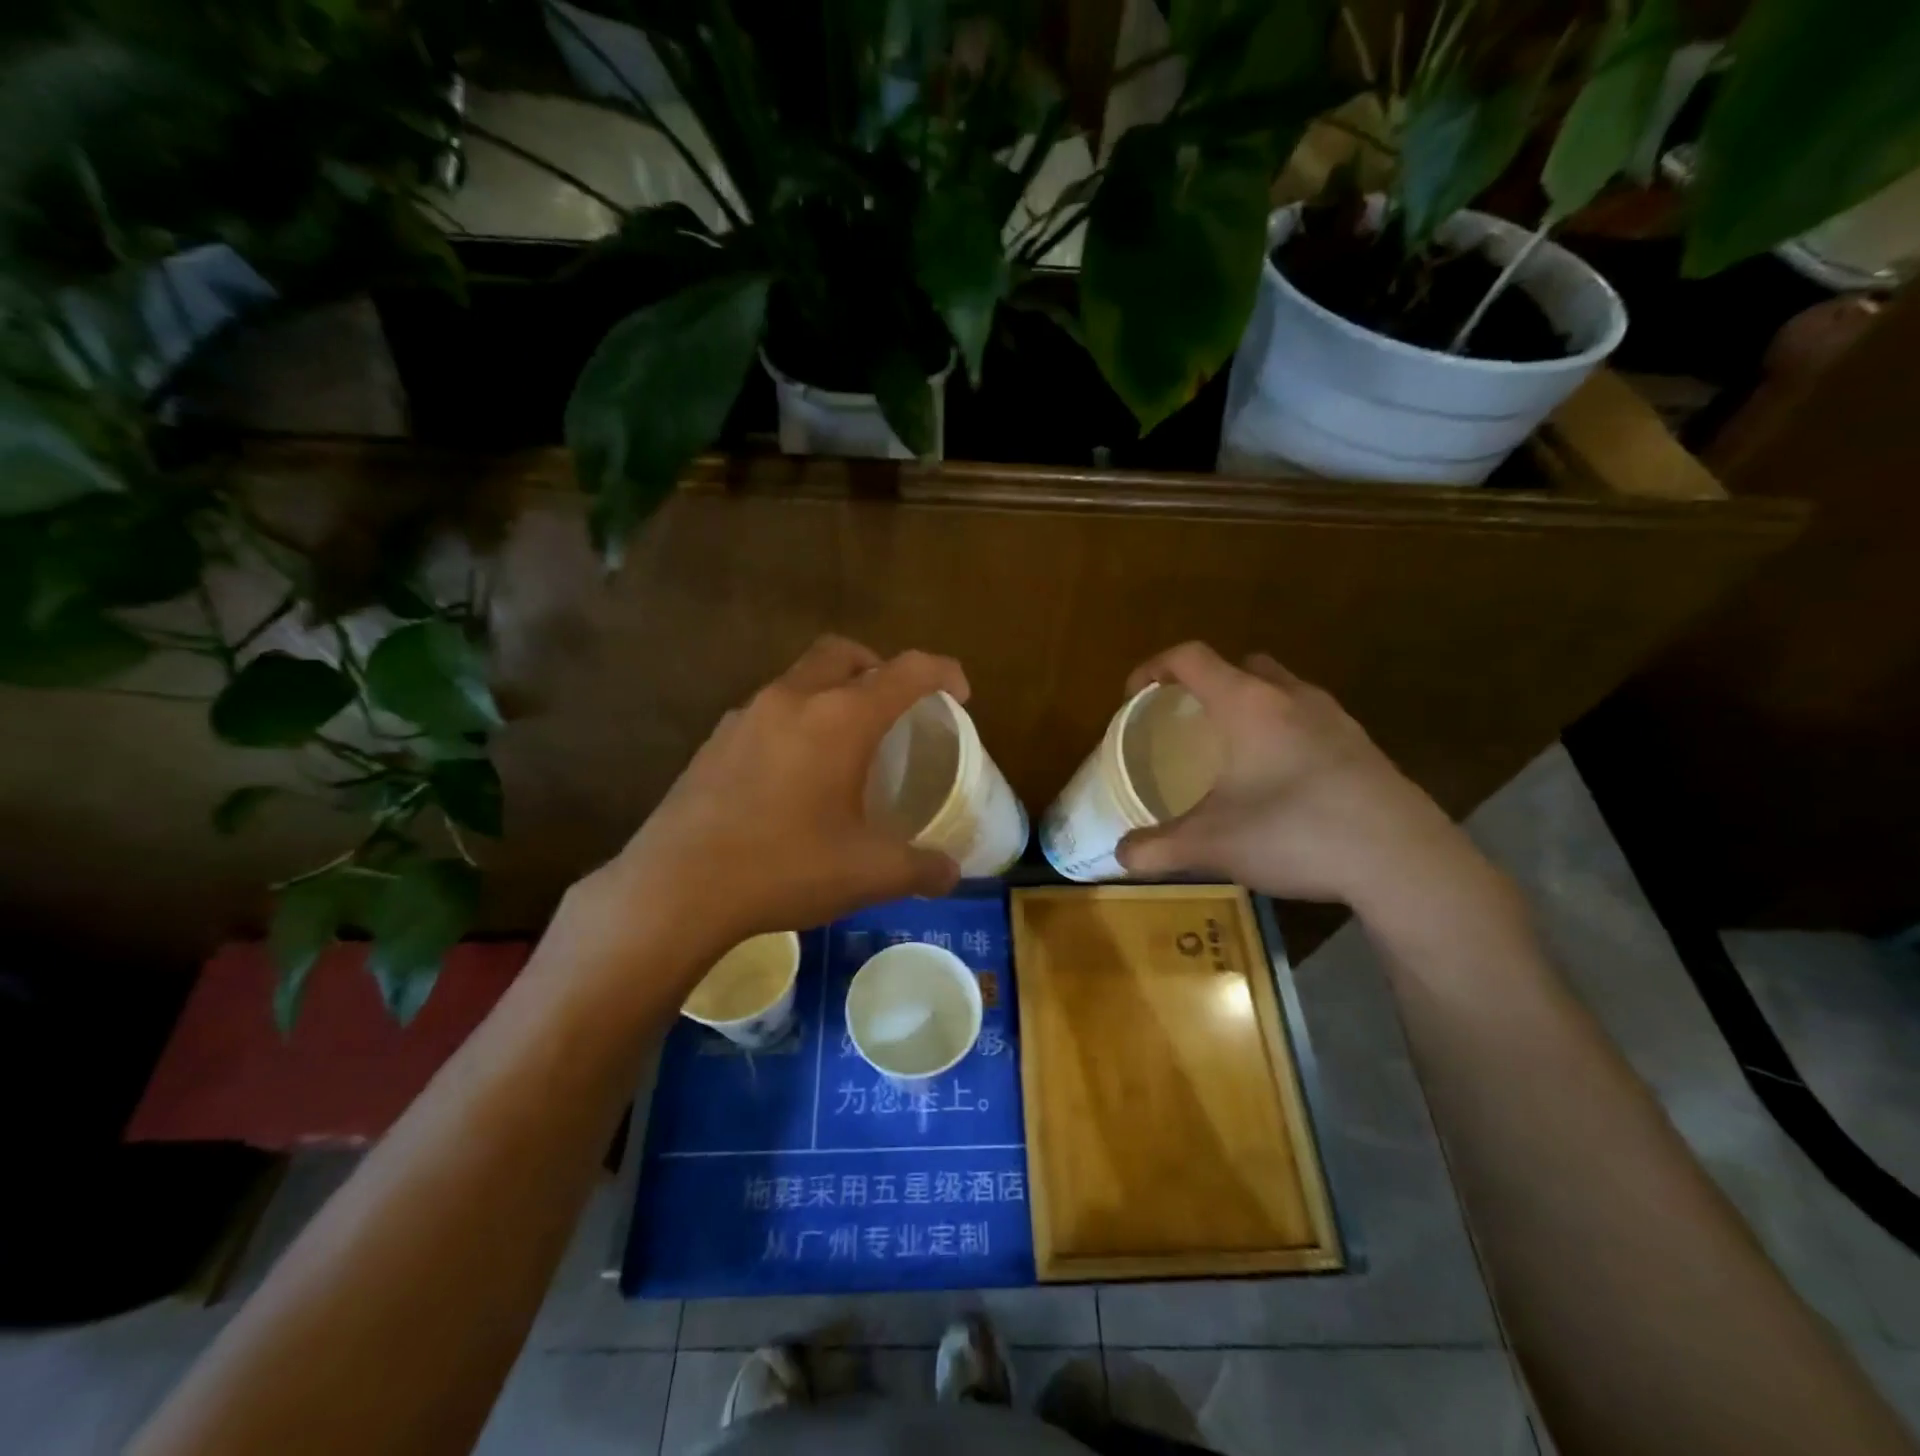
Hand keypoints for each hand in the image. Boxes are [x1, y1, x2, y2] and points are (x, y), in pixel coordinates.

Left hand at [578, 636, 965, 965]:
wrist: (676, 888)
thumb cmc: (784, 868)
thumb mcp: (867, 873)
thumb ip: (920, 868)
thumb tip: (951, 873)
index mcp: (840, 718)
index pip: (906, 670)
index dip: (943, 672)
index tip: (960, 695)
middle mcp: (793, 699)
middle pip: (846, 653)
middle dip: (880, 667)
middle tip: (896, 708)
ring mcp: (746, 716)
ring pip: (801, 678)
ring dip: (833, 692)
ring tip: (845, 744)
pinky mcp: (715, 741)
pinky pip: (769, 710)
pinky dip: (796, 720)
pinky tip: (794, 774)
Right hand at [1116, 643, 1486, 910]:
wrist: (1402, 860)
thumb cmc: (1295, 833)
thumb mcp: (1213, 845)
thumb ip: (1158, 848)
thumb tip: (1122, 855)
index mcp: (1247, 703)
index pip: (1191, 657)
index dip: (1154, 668)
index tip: (1134, 697)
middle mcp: (1290, 696)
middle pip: (1240, 665)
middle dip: (1207, 684)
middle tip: (1188, 723)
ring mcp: (1334, 718)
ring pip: (1281, 690)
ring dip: (1251, 706)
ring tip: (1233, 751)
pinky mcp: (1362, 745)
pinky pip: (1310, 719)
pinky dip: (1285, 732)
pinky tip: (1281, 781)